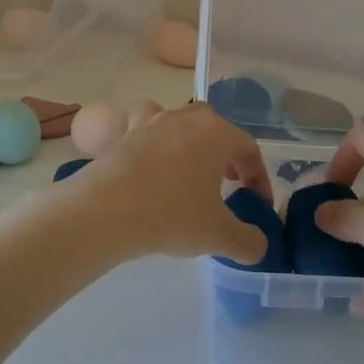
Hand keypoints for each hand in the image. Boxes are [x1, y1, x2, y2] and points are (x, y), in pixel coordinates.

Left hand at [67, 102, 273, 264]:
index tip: (257, 204)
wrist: (104, 210)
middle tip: (229, 184)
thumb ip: (249, 242)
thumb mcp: (219, 235)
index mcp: (217, 133)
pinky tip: (152, 166)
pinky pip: (146, 131)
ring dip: (191, 144)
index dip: (259, 178)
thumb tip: (258, 246)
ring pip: (180, 124)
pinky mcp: (124, 133)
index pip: (249, 150)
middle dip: (227, 156)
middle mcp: (186, 117)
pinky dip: (154, 143)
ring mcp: (152, 121)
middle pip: (216, 129)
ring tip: (190, 172)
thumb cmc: (170, 214)